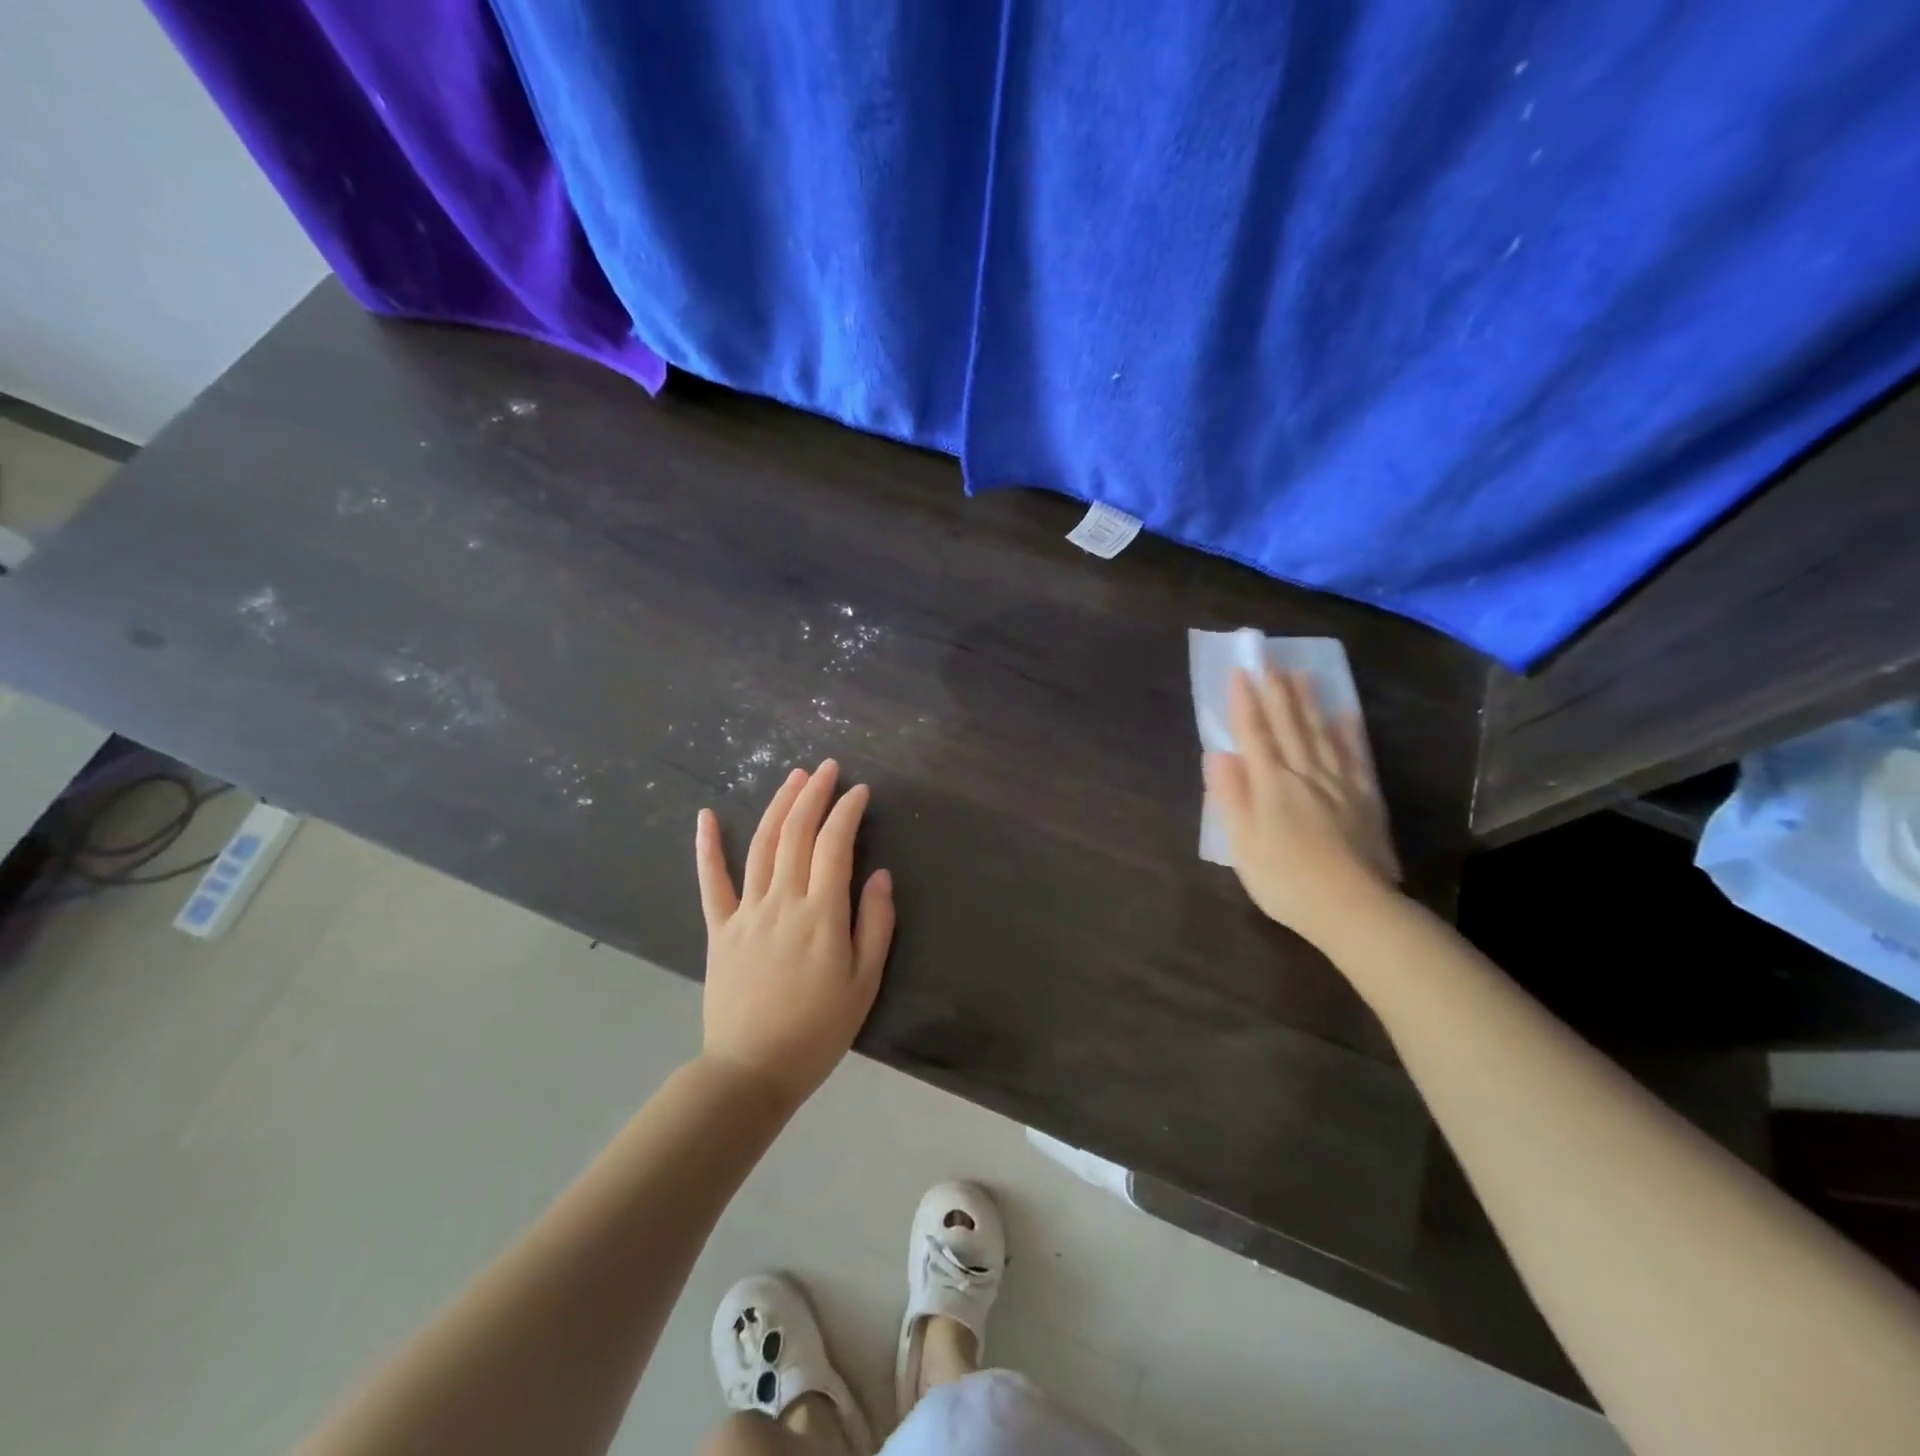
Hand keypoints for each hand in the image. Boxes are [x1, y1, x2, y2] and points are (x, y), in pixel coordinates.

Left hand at [694, 760, 894, 1109]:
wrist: (751, 1071)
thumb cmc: (817, 1031)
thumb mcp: (864, 984)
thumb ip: (875, 925)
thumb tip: (880, 876)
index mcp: (821, 915)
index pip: (835, 845)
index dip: (847, 812)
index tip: (859, 791)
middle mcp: (782, 902)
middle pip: (796, 834)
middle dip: (813, 795)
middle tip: (827, 768)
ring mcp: (745, 912)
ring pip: (761, 846)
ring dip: (777, 806)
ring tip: (793, 777)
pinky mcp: (719, 929)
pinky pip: (711, 881)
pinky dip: (707, 846)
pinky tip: (706, 815)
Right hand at [1204, 666, 1398, 946]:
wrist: (1352, 908)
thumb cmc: (1285, 880)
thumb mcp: (1242, 843)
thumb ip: (1230, 796)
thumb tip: (1217, 755)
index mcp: (1270, 784)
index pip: (1254, 734)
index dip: (1244, 703)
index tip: (1239, 672)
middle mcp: (1304, 773)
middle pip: (1289, 725)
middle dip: (1276, 691)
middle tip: (1270, 660)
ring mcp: (1338, 783)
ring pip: (1321, 732)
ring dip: (1309, 701)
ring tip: (1302, 674)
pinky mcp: (1365, 798)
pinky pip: (1355, 755)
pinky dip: (1348, 731)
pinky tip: (1345, 714)